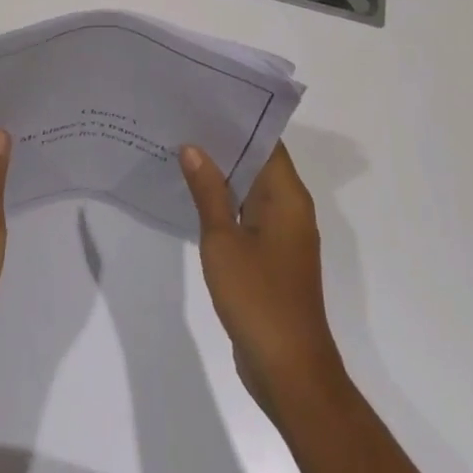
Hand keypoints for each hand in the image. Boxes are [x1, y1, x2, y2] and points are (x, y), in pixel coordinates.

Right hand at [180, 141, 345, 415]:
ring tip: (182, 148)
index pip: (265, 139)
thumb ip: (208, 191)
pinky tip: (193, 196)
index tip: (205, 99)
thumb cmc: (259, 298)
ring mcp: (282, 234)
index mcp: (287, 195)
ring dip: (222, 173)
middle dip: (223, 142)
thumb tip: (192, 146)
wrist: (290, 373)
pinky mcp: (272, 256)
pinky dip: (225, 202)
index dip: (237, 118)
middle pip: (258, 161)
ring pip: (251, 188)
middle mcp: (290, 207)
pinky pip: (248, 214)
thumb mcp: (223, 240)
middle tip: (184, 119)